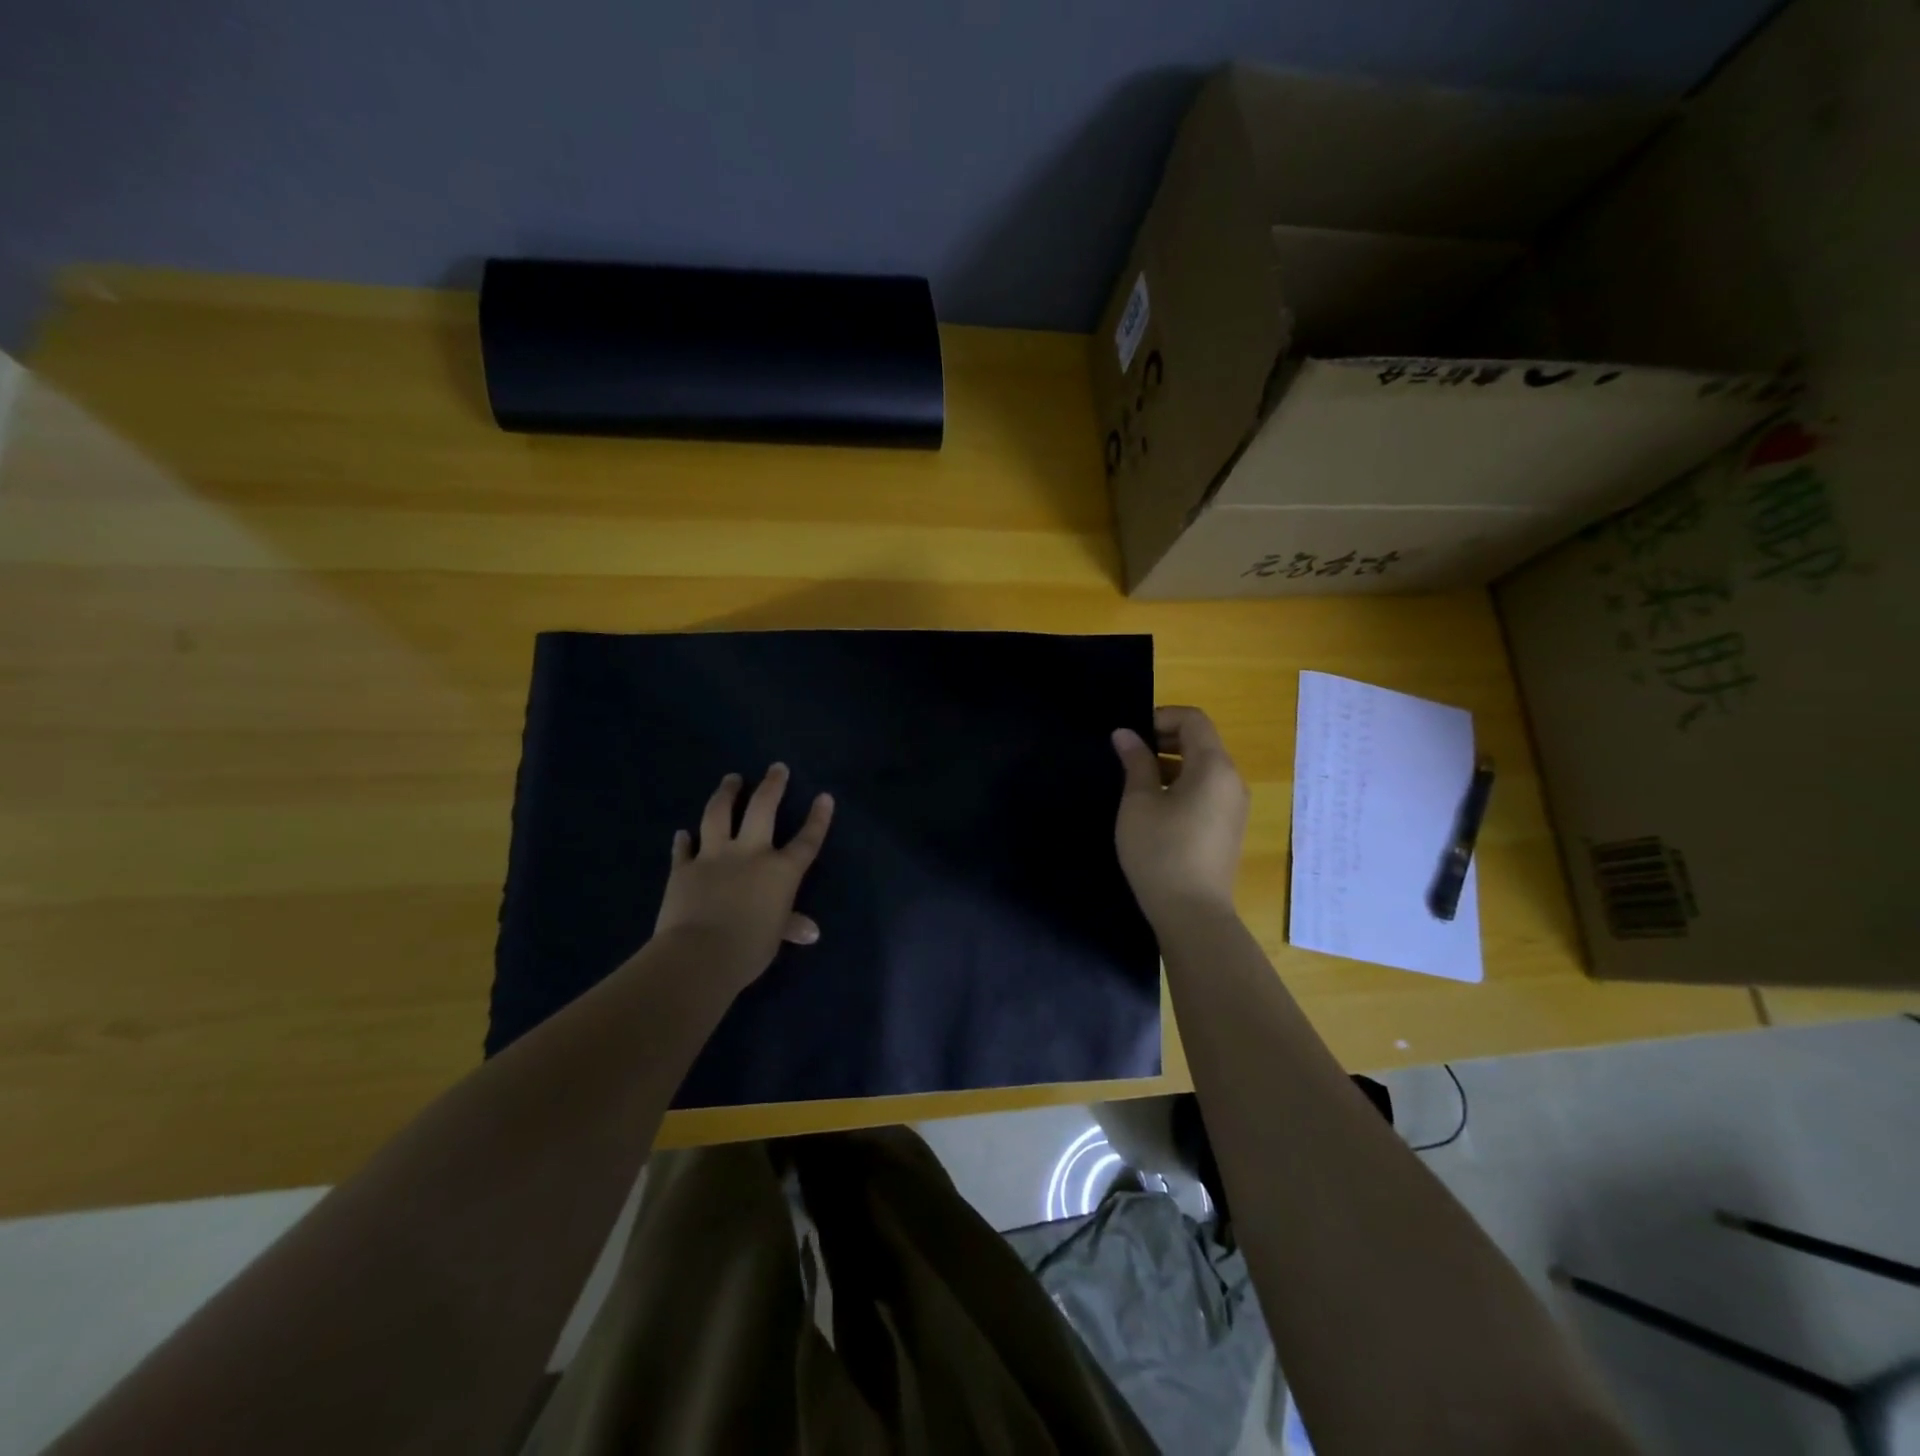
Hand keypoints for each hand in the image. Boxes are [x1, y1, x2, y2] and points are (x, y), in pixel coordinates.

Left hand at [652, 764, 833, 992]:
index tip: (824, 797)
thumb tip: (810, 932)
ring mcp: (714, 856)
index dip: (818, 819)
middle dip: (772, 785)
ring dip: (726, 794)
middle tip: (776, 768)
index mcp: (780, 871)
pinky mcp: (684, 868)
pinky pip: (684, 849)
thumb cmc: (749, 948)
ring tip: (731, 779)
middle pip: (763, 809)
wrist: (699, 954)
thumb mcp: (775, 937)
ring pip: (719, 814)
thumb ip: (790, 926)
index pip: (806, 840)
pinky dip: (683, 840)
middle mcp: (750, 853)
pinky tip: (682, 832)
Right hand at [1111, 706, 1249, 924]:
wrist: (1192, 914)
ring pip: (1204, 767)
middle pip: (1201, 741)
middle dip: (1164, 739)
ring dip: (1171, 764)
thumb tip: (1126, 734)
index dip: (1161, 717)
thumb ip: (1135, 762)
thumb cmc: (1161, 851)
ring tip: (1137, 782)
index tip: (1131, 736)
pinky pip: (1207, 791)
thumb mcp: (1139, 802)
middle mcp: (1232, 781)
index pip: (1193, 720)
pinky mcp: (1228, 828)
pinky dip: (1183, 785)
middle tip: (1129, 755)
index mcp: (1214, 767)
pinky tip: (1155, 808)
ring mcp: (1234, 806)